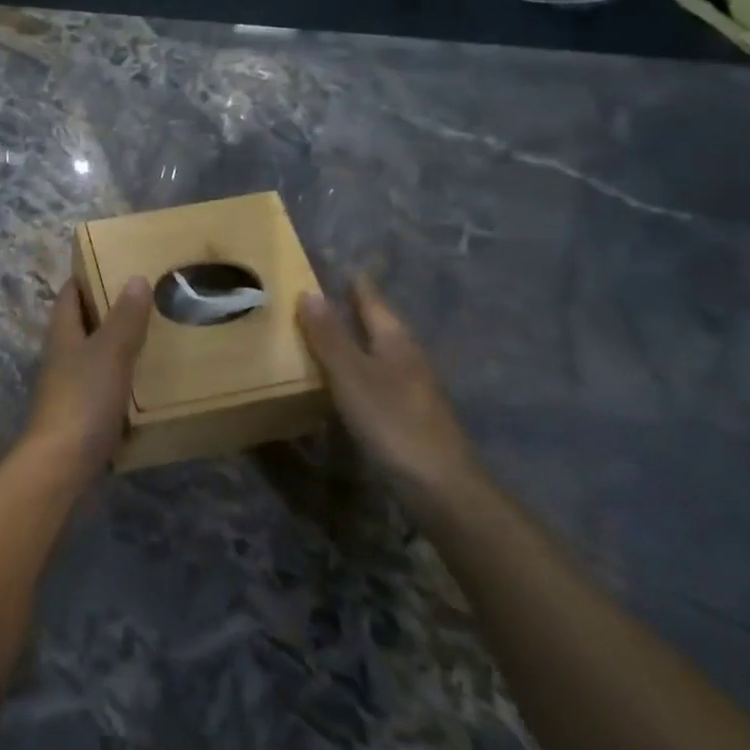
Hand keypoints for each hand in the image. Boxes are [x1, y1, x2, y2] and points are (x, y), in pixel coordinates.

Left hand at [23, 276, 151, 476]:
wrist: (62, 465)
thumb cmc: (82, 399)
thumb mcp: (109, 352)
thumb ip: (124, 318)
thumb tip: (135, 278)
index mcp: (63, 333)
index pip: (70, 293)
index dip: (87, 276)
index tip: (116, 263)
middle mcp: (62, 356)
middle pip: (83, 324)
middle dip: (110, 310)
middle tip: (148, 298)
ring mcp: (70, 387)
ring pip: (95, 356)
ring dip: (119, 345)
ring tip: (155, 334)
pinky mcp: (82, 415)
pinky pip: (105, 386)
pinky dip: (123, 378)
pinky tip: (148, 380)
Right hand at [297, 275, 481, 519]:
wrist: (440, 486)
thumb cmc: (392, 421)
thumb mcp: (351, 375)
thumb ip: (328, 336)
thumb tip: (308, 291)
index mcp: (394, 339)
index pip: (371, 299)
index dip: (355, 282)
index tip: (338, 263)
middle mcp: (407, 356)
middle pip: (378, 323)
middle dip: (354, 307)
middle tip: (322, 293)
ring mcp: (411, 386)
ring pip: (378, 350)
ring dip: (354, 338)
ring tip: (325, 331)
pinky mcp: (408, 413)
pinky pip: (376, 376)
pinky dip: (357, 367)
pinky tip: (343, 379)